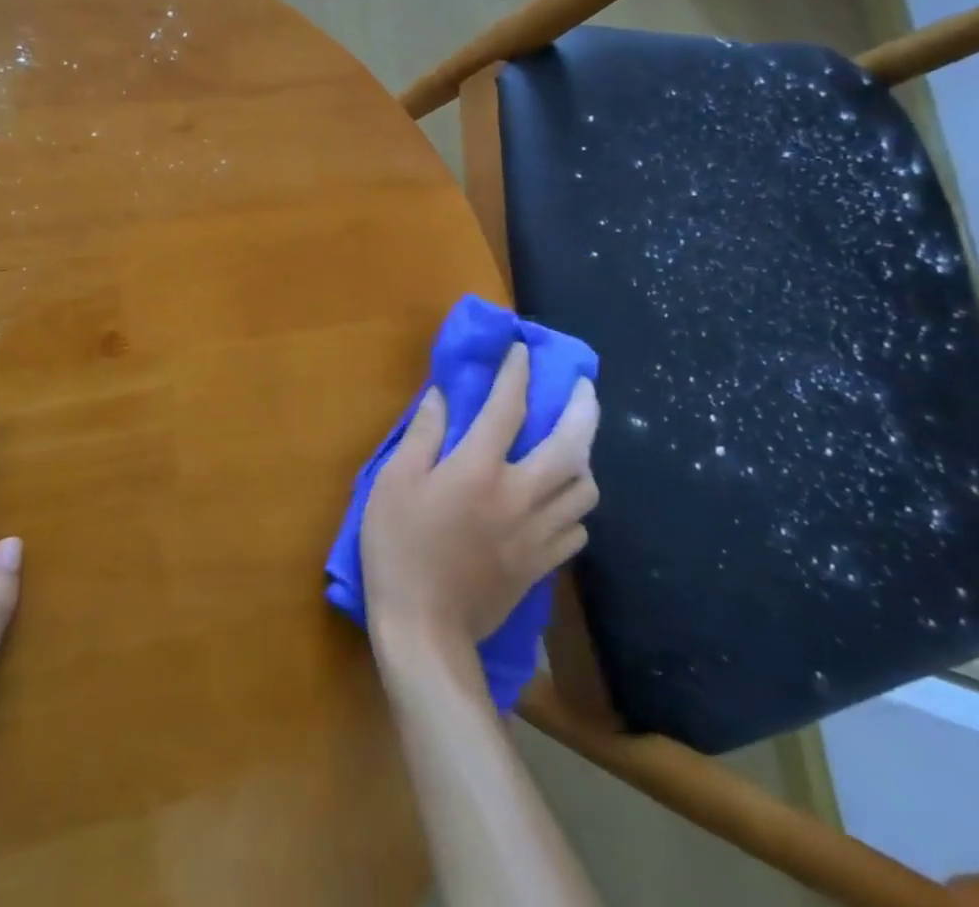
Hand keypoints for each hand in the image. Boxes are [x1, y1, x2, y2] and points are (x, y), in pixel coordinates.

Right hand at [361, 343, 598, 659]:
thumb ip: (422, 436)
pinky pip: (576, 529)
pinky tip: (559, 501)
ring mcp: (537, 534)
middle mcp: (519, 495)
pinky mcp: (542, 566)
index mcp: (478, 469)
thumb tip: (440, 397)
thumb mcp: (394, 483)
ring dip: (584, 458)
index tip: (521, 350)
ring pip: (584, 490)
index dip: (516, 373)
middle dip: (583, 410)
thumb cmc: (399, 548)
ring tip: (573, 445)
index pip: (507, 408)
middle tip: (584, 387)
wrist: (425, 630)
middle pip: (571, 447)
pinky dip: (574, 506)